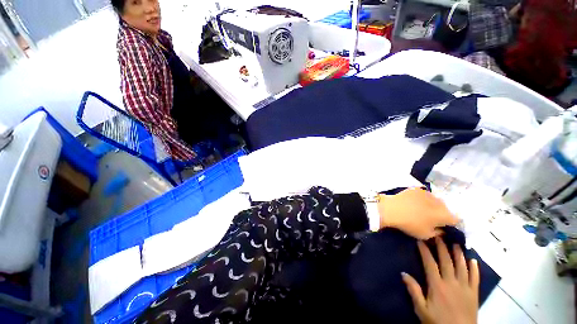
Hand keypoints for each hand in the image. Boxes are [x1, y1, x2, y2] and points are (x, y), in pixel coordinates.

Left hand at [378, 188, 457, 239]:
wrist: (392, 209)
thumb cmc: (410, 224)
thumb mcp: (426, 235)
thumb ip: (438, 232)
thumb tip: (441, 229)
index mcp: (445, 215)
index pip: (455, 220)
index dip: (450, 224)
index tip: (443, 226)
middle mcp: (440, 202)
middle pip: (445, 209)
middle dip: (441, 213)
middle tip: (431, 218)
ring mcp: (428, 194)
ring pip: (435, 200)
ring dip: (432, 205)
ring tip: (421, 209)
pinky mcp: (417, 189)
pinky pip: (424, 194)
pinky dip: (422, 198)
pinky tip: (414, 202)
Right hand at [402, 238, 479, 323]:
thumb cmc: (438, 321)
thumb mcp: (421, 309)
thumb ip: (413, 291)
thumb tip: (403, 273)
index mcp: (437, 285)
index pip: (430, 263)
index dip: (425, 251)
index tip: (421, 240)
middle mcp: (451, 282)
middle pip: (447, 261)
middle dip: (442, 247)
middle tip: (439, 235)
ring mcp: (465, 287)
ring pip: (462, 266)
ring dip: (458, 254)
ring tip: (455, 243)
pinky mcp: (474, 293)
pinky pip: (475, 278)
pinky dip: (474, 268)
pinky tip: (473, 260)